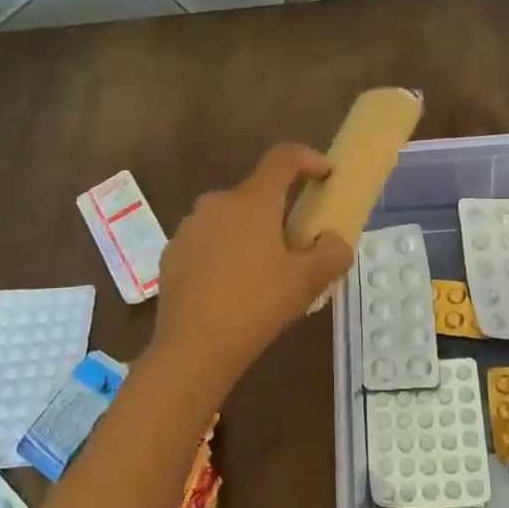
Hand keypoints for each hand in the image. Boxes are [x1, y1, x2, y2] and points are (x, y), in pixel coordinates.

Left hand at [150, 144, 354, 390]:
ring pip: (231, 218)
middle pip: (257, 193)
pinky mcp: (172, 252)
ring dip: (251, 232)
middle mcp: (217, 203)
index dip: (309, 158)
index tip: (326, 175)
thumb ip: (333, 254)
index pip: (284, 158)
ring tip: (264, 271)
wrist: (192, 349)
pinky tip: (232, 287)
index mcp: (253, 201)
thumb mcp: (307, 283)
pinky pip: (208, 240)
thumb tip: (335, 242)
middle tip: (297, 244)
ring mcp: (190, 227)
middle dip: (280, 210)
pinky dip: (225, 252)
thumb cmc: (256, 306)